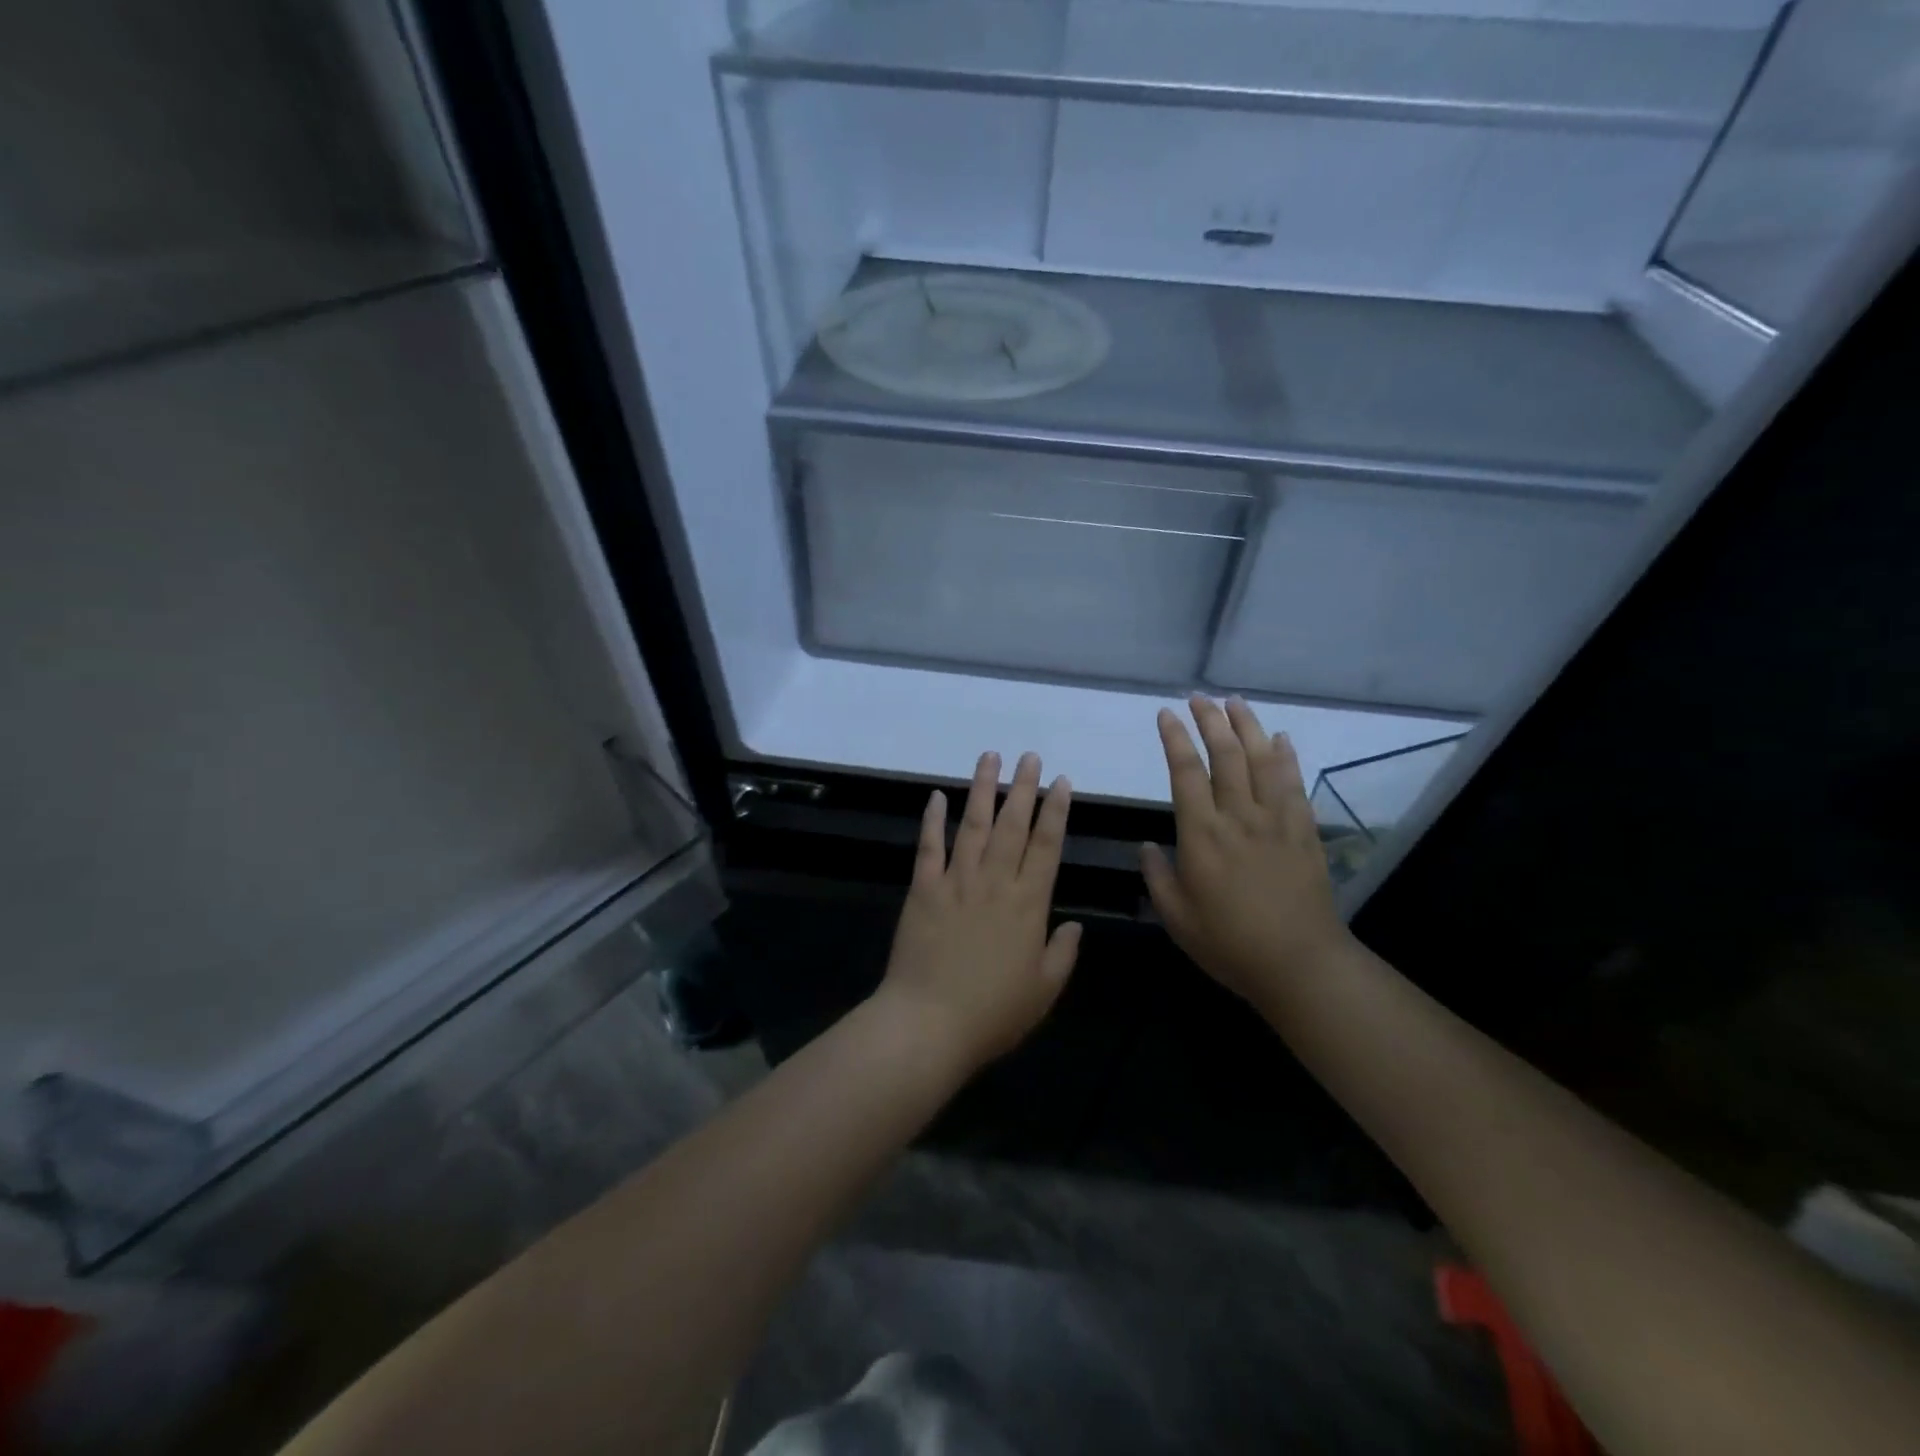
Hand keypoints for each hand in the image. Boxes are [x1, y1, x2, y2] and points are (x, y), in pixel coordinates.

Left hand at [880, 750, 1081, 1070]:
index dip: (1055, 811)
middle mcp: (994, 882)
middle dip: (1023, 788)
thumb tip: (1075, 924)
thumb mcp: (1043, 991)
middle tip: (1030, 756)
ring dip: (983, 789)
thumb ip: (1063, 954)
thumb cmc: (993, 1013)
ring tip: (990, 758)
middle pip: (1012, 825)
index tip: (1061, 782)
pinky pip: (929, 847)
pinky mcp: (923, 889)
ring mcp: (956, 881)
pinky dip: (933, 819)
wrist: (929, 1023)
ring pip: (974, 825)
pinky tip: (937, 795)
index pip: (1046, 846)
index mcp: (1028, 904)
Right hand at [1141, 697, 1350, 1005]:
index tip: (1166, 714)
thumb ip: (1158, 877)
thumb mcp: (1176, 917)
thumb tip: (1146, 847)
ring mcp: (1276, 822)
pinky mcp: (1304, 832)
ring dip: (1248, 727)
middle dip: (1210, 721)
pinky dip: (1287, 757)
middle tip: (1199, 697)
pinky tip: (1281, 739)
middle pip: (1226, 756)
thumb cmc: (1229, 944)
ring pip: (1262, 761)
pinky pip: (1294, 785)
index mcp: (1202, 835)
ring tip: (1235, 702)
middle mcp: (1239, 817)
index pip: (1185, 773)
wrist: (1300, 964)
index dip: (1175, 739)